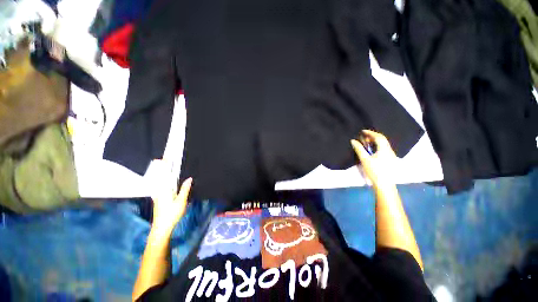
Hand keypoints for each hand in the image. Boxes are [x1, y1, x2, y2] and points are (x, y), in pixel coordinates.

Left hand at [150, 160, 192, 233]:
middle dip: (162, 165)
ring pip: (159, 179)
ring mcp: (158, 193)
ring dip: (163, 171)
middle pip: (160, 175)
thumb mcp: (181, 201)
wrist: (162, 227)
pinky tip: (168, 178)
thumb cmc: (171, 214)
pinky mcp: (159, 197)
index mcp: (164, 189)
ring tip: (167, 164)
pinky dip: (163, 178)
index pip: (164, 174)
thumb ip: (185, 189)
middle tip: (167, 157)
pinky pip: (160, 184)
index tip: (166, 156)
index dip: (165, 164)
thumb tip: (189, 178)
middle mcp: (159, 190)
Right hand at [351, 130, 397, 188]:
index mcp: (384, 149)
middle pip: (382, 140)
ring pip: (384, 144)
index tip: (363, 131)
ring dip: (375, 141)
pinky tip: (372, 150)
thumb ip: (359, 149)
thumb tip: (353, 141)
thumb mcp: (365, 159)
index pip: (378, 137)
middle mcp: (390, 150)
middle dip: (373, 136)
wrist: (384, 184)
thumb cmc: (374, 171)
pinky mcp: (390, 160)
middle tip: (364, 137)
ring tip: (366, 143)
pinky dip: (377, 146)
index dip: (370, 133)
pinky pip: (384, 149)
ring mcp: (391, 155)